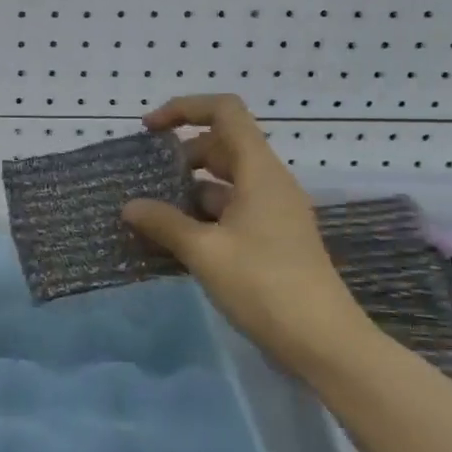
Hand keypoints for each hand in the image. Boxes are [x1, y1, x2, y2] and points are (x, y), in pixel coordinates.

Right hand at [122, 95, 372, 366]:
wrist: (323, 342)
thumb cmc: (264, 285)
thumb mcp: (204, 252)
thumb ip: (164, 223)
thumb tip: (129, 206)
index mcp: (259, 172)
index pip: (225, 112)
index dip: (184, 109)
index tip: (148, 130)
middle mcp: (268, 183)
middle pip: (221, 146)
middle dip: (180, 155)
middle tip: (145, 178)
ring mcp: (272, 212)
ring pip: (223, 182)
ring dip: (187, 190)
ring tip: (151, 213)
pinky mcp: (271, 239)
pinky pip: (229, 211)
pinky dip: (200, 216)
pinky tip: (173, 240)